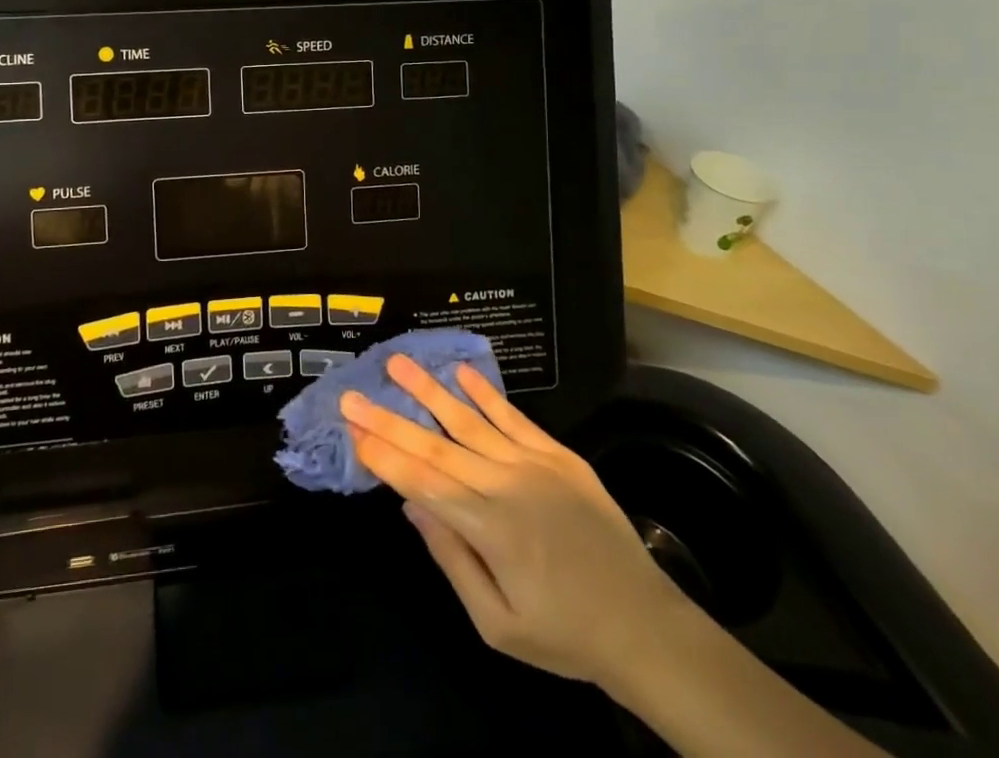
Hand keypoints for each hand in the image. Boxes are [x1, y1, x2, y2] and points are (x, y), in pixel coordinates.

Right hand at [341, 355, 685, 689]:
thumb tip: (412, 508)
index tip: (352, 430)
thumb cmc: (564, 635)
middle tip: (352, 393)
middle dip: (390, 419)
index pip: (424, 483)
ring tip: (397, 362)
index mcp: (491, 529)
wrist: (646, 628)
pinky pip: (515, 418)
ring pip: (470, 421)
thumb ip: (452, 561)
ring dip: (430, 390)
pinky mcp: (559, 456)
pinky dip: (486, 394)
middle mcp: (507, 486)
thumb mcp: (499, 625)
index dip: (385, 455)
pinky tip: (461, 372)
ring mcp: (535, 465)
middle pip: (437, 446)